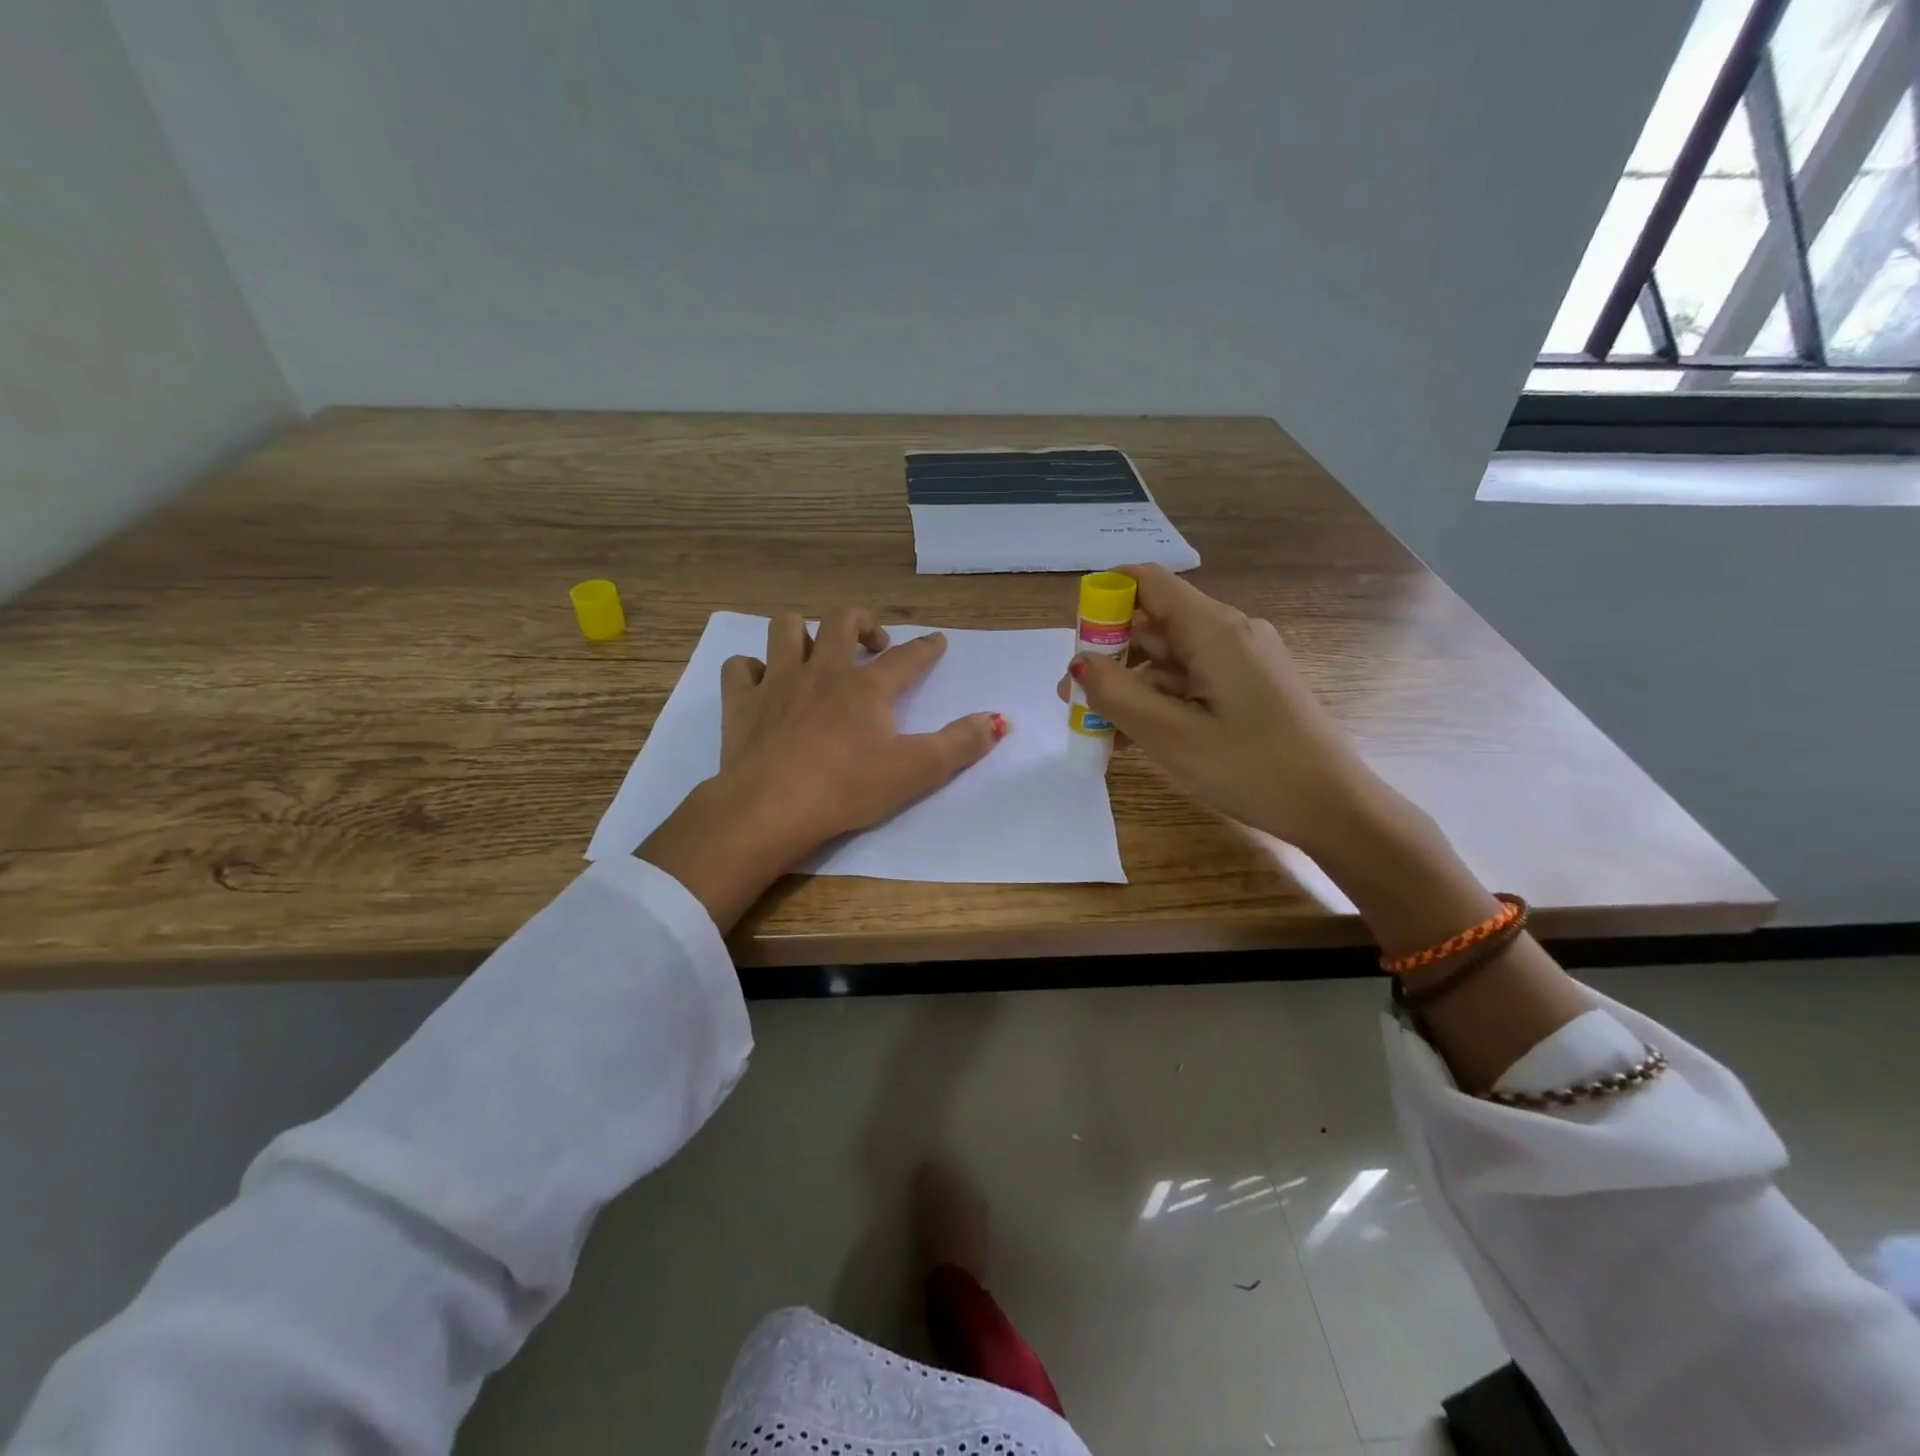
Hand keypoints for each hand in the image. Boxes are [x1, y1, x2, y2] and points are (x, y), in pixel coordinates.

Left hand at [640, 608, 1005, 928]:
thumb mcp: (916, 771)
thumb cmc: (847, 788)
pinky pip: (740, 667)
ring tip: (814, 650)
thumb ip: (961, 744)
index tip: (937, 641)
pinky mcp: (741, 703)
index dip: (927, 647)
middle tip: (872, 642)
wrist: (770, 807)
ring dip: (801, 631)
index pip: (907, 657)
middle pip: (840, 621)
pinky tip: (762, 682)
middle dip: (860, 622)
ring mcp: (777, 682)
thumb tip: (1000, 719)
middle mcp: (822, 671)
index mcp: (867, 687)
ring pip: (784, 628)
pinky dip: (751, 669)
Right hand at [1057, 564, 1378, 855]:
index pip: (1148, 583)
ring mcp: (1244, 661)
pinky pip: (1193, 682)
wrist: (1336, 808)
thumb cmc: (1252, 769)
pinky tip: (1136, 738)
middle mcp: (1230, 633)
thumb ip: (1117, 695)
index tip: (1074, 641)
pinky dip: (1160, 701)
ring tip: (1098, 730)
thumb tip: (1078, 663)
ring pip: (1171, 659)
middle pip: (1155, 624)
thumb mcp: (1171, 737)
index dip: (1105, 597)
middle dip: (1109, 656)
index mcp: (1214, 630)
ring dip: (1132, 687)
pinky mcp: (1251, 687)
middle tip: (1073, 699)